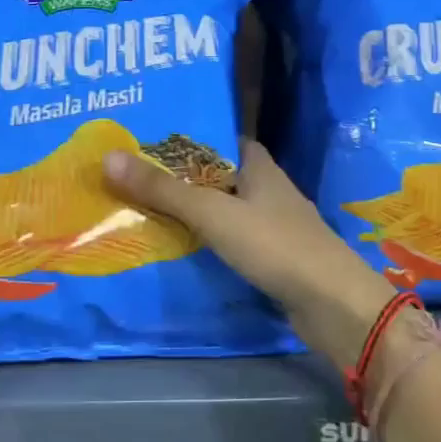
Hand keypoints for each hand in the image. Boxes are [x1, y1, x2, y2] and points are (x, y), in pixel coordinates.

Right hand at [103, 140, 393, 367]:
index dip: (189, 138)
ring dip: (196, 211)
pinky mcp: (275, 258)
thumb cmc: (274, 245)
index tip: (150, 141)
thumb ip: (164, 190)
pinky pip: (234, 240)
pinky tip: (183, 249)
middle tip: (136, 178)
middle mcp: (268, 189)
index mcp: (259, 166)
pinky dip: (210, 241)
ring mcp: (274, 225)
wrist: (332, 304)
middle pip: (220, 175)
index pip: (221, 140)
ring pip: (227, 209)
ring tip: (147, 211)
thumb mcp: (213, 213)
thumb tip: (108, 158)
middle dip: (184, 177)